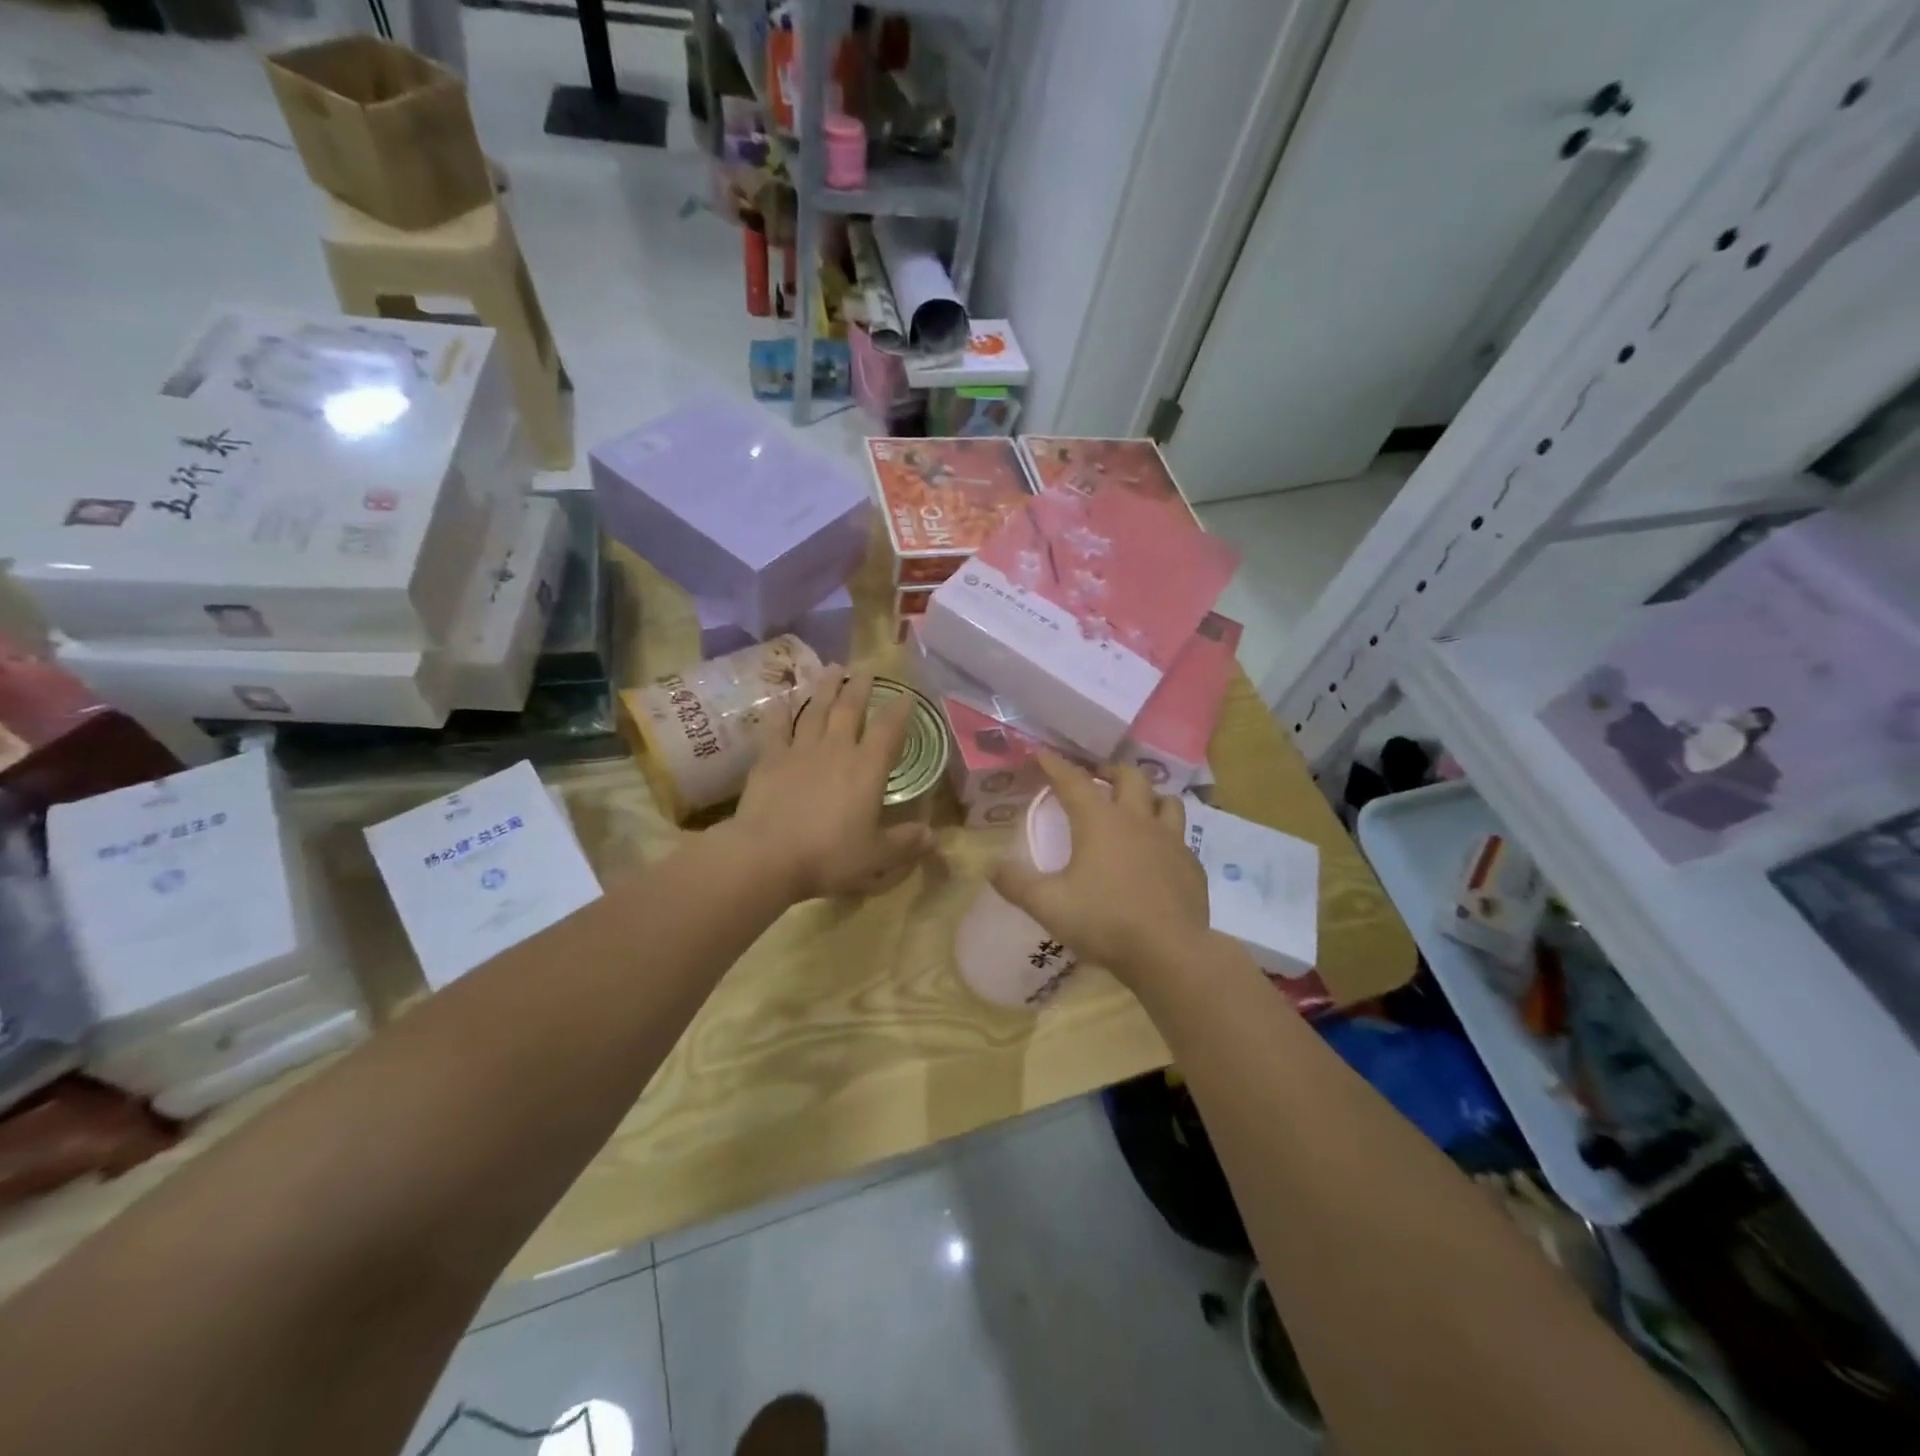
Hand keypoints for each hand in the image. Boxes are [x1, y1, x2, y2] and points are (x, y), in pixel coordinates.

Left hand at [733, 668, 935, 901]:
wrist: (767, 856)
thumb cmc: (829, 857)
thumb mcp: (876, 856)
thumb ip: (904, 842)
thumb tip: (933, 836)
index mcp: (867, 769)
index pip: (888, 731)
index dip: (899, 711)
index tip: (906, 695)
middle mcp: (836, 750)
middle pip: (849, 710)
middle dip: (860, 688)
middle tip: (865, 668)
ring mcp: (800, 751)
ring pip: (815, 710)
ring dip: (825, 688)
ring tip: (832, 669)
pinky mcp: (769, 760)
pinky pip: (776, 729)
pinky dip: (780, 712)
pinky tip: (781, 699)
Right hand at [991, 755, 1209, 987]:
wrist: (1170, 953)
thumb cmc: (1104, 922)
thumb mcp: (1048, 905)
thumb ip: (1016, 884)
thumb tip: (991, 867)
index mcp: (1100, 822)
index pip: (1073, 781)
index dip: (1055, 765)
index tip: (1042, 754)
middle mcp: (1138, 820)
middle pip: (1130, 777)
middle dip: (1110, 771)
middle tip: (1097, 777)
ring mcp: (1171, 841)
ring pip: (1166, 800)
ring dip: (1149, 796)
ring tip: (1137, 806)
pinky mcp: (1191, 865)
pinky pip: (1181, 838)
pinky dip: (1167, 835)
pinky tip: (1159, 854)